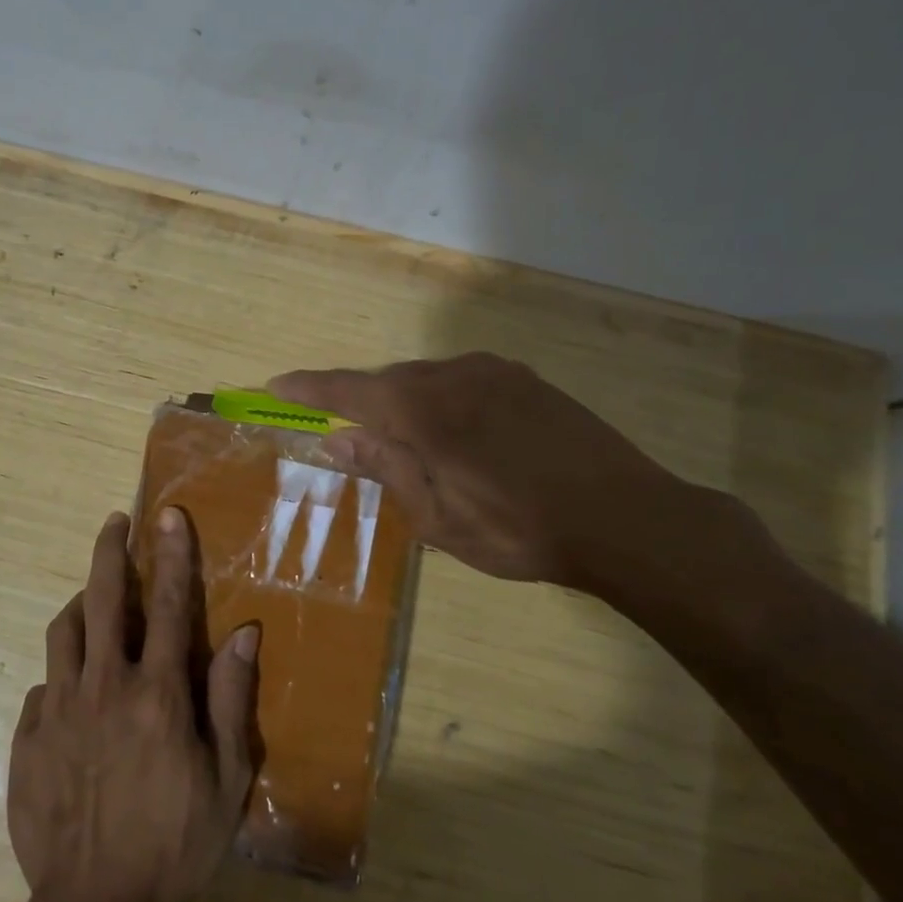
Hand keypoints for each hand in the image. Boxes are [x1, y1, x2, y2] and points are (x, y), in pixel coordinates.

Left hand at [7, 508, 259, 901]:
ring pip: (63, 631)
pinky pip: (44, 685)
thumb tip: (244, 632)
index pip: (167, 604)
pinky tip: (72, 689)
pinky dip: (62, 673)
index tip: (167, 516)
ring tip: (91, 596)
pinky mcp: (27, 736)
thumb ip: (231, 699)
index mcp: (156, 693)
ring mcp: (58, 709)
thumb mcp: (226, 780)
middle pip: (102, 599)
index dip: (171, 554)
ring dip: (80, 603)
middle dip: (110, 552)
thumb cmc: (174, 844)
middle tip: (115, 523)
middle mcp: (103, 686)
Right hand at [270, 353, 702, 591]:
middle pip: (387, 382)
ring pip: (426, 380)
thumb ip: (386, 469)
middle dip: (361, 406)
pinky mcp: (524, 379)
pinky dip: (441, 401)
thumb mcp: (438, 518)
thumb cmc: (520, 530)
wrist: (626, 517)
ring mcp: (493, 371)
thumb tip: (339, 441)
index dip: (309, 389)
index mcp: (423, 411)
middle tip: (351, 440)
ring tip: (411, 448)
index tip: (276, 385)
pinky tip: (458, 436)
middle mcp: (453, 376)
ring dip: (404, 405)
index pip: (348, 391)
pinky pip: (461, 381)